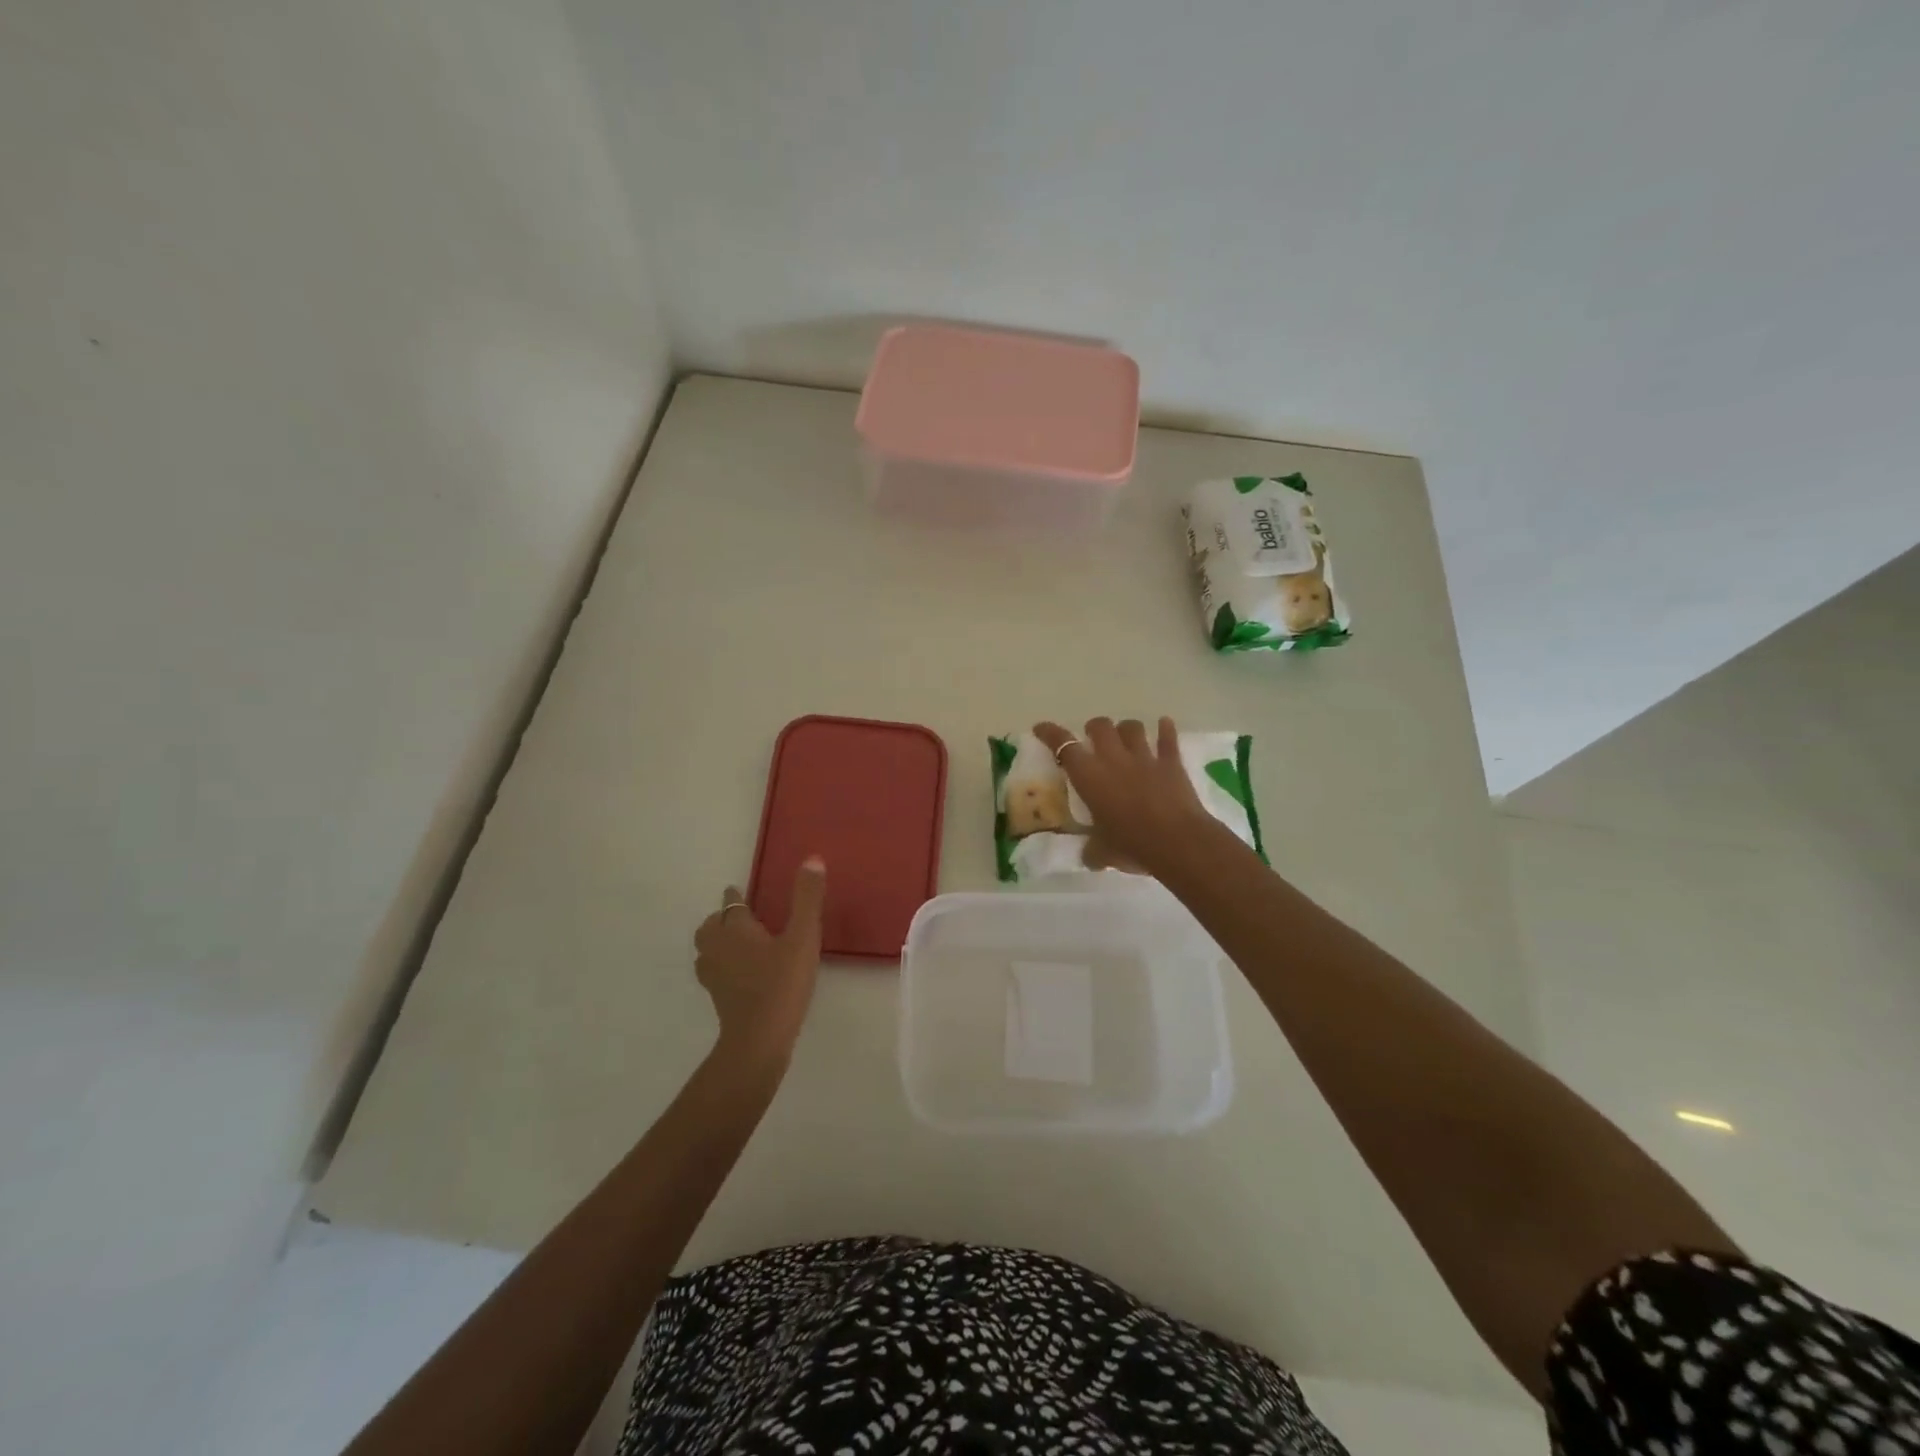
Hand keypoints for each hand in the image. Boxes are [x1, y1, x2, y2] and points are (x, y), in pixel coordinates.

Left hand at [694, 857, 825, 1062]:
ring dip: (718, 942)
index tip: (737, 892)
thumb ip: (807, 899)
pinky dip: (723, 967)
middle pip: (710, 927)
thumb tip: (812, 859)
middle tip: (737, 917)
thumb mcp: (803, 937)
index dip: (735, 897)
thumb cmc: (781, 983)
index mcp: (736, 930)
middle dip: (720, 919)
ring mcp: (715, 977)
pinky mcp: (719, 999)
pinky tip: (741, 974)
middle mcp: (718, 949)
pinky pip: (715, 973)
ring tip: (737, 943)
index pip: (730, 905)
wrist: (759, 1040)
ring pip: (707, 951)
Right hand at [1033, 718, 1218, 878]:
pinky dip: (1165, 730)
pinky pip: (1168, 738)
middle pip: (1100, 726)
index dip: (1050, 733)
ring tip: (1125, 735)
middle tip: (1092, 738)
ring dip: (1126, 728)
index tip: (1041, 728)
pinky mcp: (1172, 763)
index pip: (1063, 746)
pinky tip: (1164, 724)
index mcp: (1089, 777)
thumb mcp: (1102, 853)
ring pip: (1132, 727)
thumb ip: (1092, 851)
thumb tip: (1089, 857)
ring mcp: (1145, 757)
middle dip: (1094, 728)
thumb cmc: (1131, 845)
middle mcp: (1114, 759)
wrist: (1178, 843)